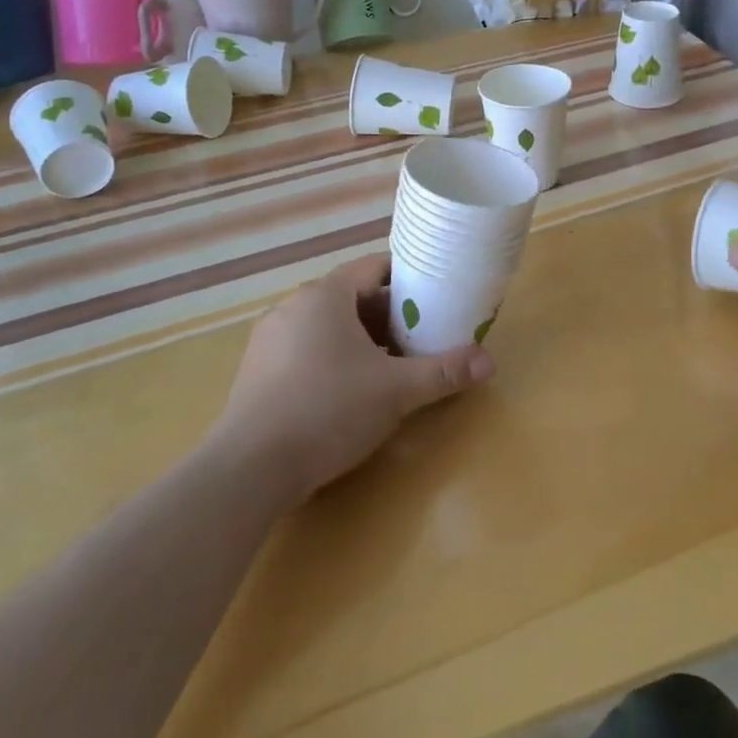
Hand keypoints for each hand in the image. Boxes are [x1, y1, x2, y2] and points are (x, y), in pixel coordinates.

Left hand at [214, 255, 493, 504]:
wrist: (249, 469)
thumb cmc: (328, 410)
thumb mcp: (396, 391)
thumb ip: (443, 372)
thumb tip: (488, 361)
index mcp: (325, 295)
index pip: (373, 268)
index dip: (407, 279)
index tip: (434, 298)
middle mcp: (293, 306)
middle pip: (351, 297)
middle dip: (388, 316)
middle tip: (420, 338)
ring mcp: (269, 339)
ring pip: (326, 326)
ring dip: (360, 340)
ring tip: (389, 367)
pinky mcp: (255, 371)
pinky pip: (304, 350)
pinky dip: (331, 359)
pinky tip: (346, 393)